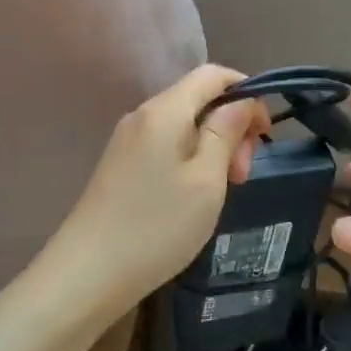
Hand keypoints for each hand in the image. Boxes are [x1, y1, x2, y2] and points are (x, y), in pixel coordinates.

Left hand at [45, 65, 270, 307]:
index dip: (247, 93)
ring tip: (225, 189)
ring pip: (185, 125)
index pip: (213, 75)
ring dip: (214, 147)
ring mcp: (128, 141)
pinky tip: (196, 195)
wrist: (86, 275)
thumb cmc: (156, 226)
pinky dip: (192, 159)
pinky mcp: (121, 165)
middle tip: (243, 174)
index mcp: (165, 110)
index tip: (264, 133)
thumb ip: (226, 132)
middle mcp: (143, 115)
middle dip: (231, 127)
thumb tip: (242, 102)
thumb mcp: (206, 180)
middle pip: (199, 99)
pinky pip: (166, 146)